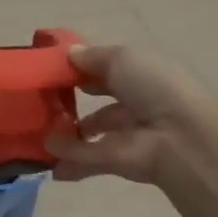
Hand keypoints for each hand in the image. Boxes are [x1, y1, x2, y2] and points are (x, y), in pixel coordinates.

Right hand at [45, 44, 217, 184]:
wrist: (180, 137)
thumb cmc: (154, 86)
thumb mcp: (122, 58)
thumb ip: (92, 58)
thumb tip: (70, 54)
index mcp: (142, 75)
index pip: (108, 71)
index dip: (82, 70)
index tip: (51, 71)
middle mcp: (136, 104)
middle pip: (99, 104)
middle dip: (71, 104)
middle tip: (40, 104)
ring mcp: (127, 135)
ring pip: (90, 133)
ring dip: (66, 134)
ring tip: (37, 132)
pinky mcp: (117, 162)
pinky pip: (86, 157)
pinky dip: (67, 158)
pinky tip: (46, 156)